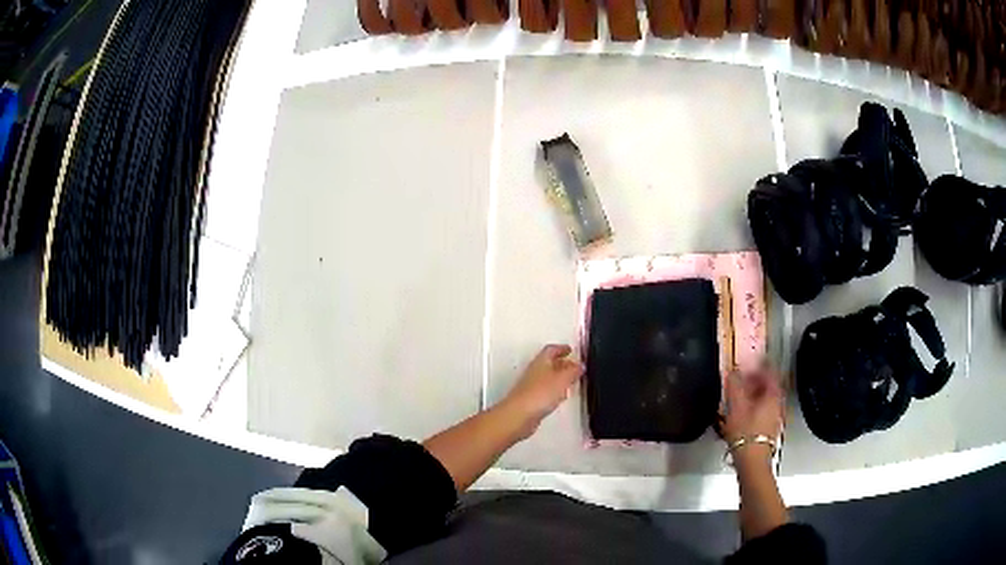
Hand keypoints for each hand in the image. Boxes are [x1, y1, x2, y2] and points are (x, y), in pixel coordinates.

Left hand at [500, 344, 583, 439]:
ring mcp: (531, 386)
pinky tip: (560, 396)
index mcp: (541, 361)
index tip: (569, 349)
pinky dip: (554, 390)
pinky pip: (545, 390)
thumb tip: (580, 365)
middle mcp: (535, 371)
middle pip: (549, 363)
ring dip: (559, 377)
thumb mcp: (562, 379)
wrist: (519, 415)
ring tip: (570, 380)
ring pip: (547, 377)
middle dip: (562, 363)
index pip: (551, 350)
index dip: (561, 348)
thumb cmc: (539, 393)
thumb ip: (573, 371)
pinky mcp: (531, 400)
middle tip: (573, 365)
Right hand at [721, 366, 784, 450]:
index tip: (750, 363)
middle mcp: (778, 405)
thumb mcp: (736, 406)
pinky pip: (764, 411)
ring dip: (755, 395)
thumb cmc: (745, 431)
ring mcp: (775, 418)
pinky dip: (755, 407)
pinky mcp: (769, 430)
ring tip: (740, 397)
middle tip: (743, 379)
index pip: (770, 373)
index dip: (760, 365)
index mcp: (773, 395)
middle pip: (769, 387)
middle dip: (756, 381)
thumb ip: (734, 386)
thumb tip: (733, 371)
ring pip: (767, 400)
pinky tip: (743, 414)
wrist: (752, 461)